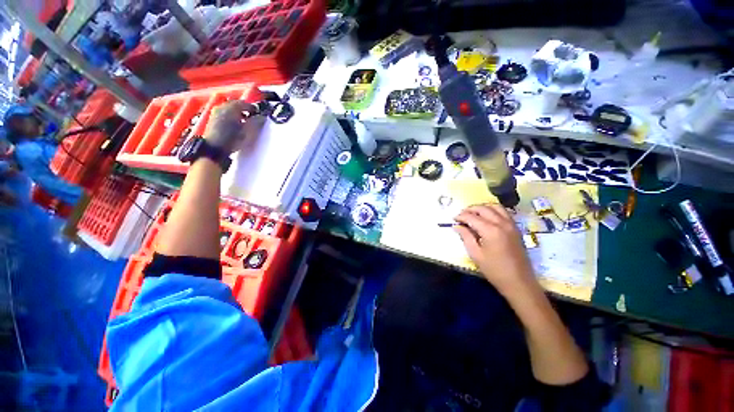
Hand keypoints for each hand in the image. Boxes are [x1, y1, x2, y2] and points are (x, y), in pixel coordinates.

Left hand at [203, 100, 260, 153]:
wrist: (214, 149)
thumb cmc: (233, 140)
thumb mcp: (248, 132)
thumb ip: (255, 122)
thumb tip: (261, 117)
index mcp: (231, 108)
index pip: (244, 103)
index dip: (253, 108)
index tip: (259, 113)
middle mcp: (222, 107)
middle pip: (235, 104)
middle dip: (244, 108)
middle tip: (252, 115)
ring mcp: (216, 112)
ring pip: (229, 108)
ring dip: (237, 112)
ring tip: (244, 120)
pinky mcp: (212, 118)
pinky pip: (224, 112)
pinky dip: (231, 115)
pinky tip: (235, 123)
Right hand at [454, 204, 536, 293]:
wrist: (519, 282)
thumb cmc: (494, 270)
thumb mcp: (475, 254)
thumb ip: (465, 236)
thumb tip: (457, 226)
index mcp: (490, 230)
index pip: (471, 217)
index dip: (460, 216)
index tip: (453, 219)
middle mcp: (502, 223)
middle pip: (483, 208)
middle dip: (470, 209)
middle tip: (461, 216)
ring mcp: (511, 224)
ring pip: (495, 206)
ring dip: (482, 207)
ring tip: (473, 214)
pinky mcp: (516, 228)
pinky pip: (504, 212)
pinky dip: (493, 210)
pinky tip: (487, 217)